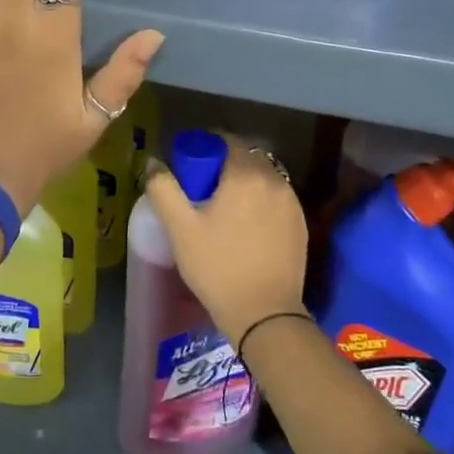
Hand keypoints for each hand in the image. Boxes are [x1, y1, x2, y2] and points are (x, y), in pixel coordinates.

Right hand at [142, 139, 308, 345]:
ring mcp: (292, 202)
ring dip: (245, 183)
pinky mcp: (301, 224)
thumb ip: (163, 188)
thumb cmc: (217, 267)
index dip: (206, 147)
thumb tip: (153, 163)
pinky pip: (276, 198)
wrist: (264, 313)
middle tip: (203, 190)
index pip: (227, 140)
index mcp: (245, 174)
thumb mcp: (180, 228)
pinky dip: (261, 201)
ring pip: (264, 178)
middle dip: (225, 164)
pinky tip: (247, 226)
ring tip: (225, 209)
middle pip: (247, 157)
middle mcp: (274, 180)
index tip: (190, 167)